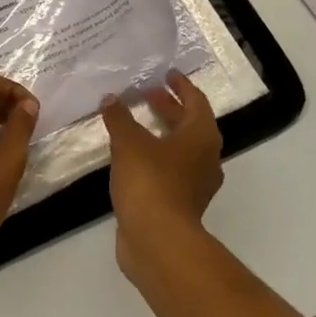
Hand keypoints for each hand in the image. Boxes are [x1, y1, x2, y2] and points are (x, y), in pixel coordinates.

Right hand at [101, 71, 222, 284]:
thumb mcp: (129, 142)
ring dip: (161, 132)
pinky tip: (131, 156)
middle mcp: (205, 157)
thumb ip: (119, 117)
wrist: (158, 242)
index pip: (196, 101)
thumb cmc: (151, 182)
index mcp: (201, 136)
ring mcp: (195, 184)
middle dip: (168, 107)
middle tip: (146, 94)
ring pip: (180, 149)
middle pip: (189, 124)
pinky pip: (170, 170)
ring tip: (134, 123)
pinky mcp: (181, 204)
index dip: (181, 86)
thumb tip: (110, 98)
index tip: (167, 74)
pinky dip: (155, 156)